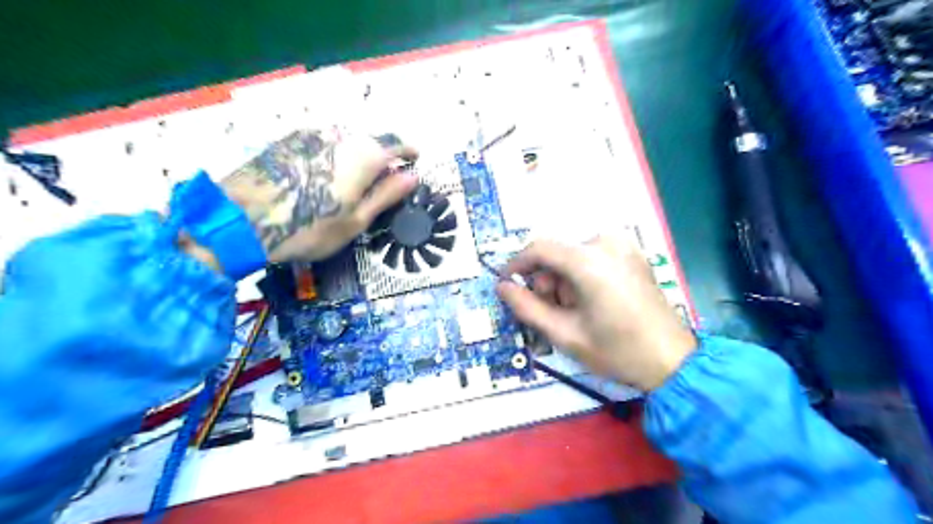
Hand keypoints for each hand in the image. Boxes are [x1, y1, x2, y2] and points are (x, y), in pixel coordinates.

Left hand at [222, 132, 415, 260]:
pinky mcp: (287, 141)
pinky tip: (323, 177)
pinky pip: (322, 144)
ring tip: (352, 182)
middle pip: (371, 142)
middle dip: (382, 158)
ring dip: (356, 157)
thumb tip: (413, 177)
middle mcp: (341, 136)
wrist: (240, 221)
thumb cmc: (309, 228)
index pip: (397, 143)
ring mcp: (311, 135)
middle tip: (383, 181)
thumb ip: (386, 194)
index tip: (415, 160)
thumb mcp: (356, 220)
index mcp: (364, 155)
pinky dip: (332, 157)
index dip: (408, 151)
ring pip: (346, 142)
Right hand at [500, 235, 695, 390]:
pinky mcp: (632, 252)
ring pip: (572, 255)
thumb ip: (526, 307)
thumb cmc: (616, 351)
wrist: (672, 360)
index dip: (517, 265)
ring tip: (576, 311)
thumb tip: (502, 287)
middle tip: (553, 312)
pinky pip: (591, 256)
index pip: (539, 248)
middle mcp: (607, 242)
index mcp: (589, 260)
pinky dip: (582, 275)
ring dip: (564, 280)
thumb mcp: (564, 334)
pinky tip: (591, 301)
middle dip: (546, 281)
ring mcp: (624, 244)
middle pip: (557, 253)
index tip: (507, 284)